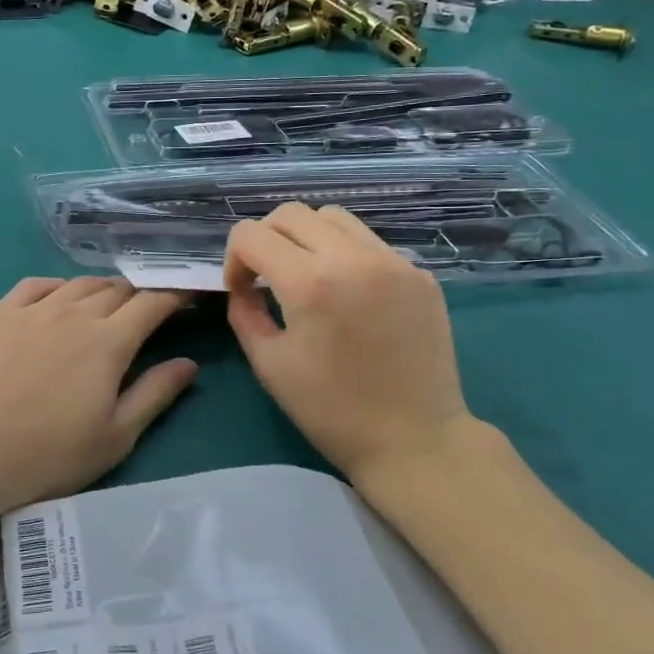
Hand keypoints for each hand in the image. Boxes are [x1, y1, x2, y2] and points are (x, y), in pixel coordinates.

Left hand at [0, 278, 196, 522]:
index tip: (186, 298)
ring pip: (77, 284)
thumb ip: (155, 394)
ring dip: (100, 290)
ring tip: (105, 305)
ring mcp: (31, 310)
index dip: (174, 296)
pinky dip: (58, 287)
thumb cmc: (46, 455)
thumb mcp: (114, 437)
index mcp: (108, 342)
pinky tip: (58, 298)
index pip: (152, 303)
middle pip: (116, 289)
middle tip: (146, 311)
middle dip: (139, 295)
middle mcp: (73, 313)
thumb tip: (187, 363)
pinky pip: (35, 285)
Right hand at [224, 204, 475, 485]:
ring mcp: (393, 262)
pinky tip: (348, 293)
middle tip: (266, 276)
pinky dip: (344, 254)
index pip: (252, 234)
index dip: (234, 259)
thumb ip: (245, 312)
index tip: (242, 289)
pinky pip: (369, 242)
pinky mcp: (419, 274)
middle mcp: (353, 258)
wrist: (415, 440)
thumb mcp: (269, 365)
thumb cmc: (331, 411)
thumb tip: (243, 285)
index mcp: (310, 283)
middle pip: (291, 213)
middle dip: (266, 238)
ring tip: (307, 275)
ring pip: (333, 217)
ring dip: (306, 237)